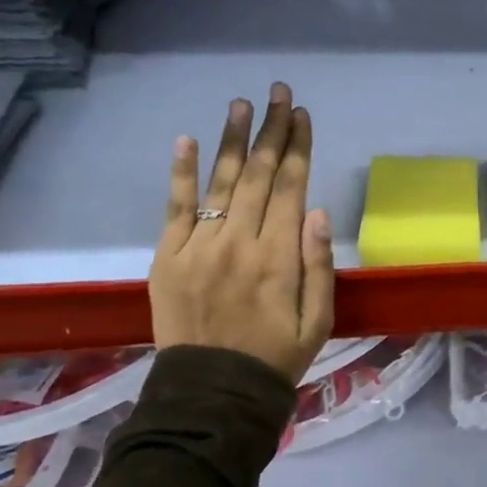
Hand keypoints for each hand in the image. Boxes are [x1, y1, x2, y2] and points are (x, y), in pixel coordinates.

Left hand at [149, 84, 334, 383]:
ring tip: (242, 104)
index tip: (303, 116)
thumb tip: (318, 212)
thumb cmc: (276, 357)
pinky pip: (175, 208)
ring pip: (220, 182)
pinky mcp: (167, 257)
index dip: (298, 149)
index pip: (291, 189)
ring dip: (233, 140)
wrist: (212, 393)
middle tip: (279, 93)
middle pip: (259, 176)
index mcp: (278, 259)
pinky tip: (187, 140)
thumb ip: (319, 266)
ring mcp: (197, 247)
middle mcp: (238, 243)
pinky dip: (181, 173)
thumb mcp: (319, 322)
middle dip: (272, 131)